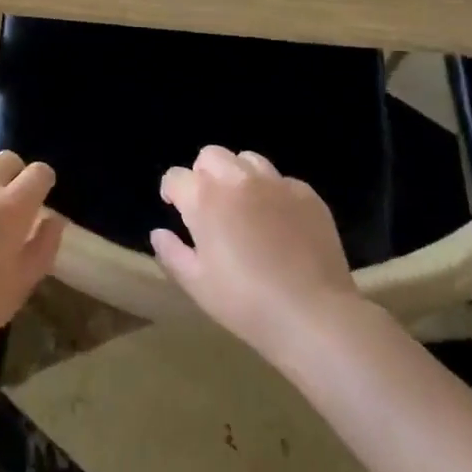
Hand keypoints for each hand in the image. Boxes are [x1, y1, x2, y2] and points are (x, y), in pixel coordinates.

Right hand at [150, 146, 360, 360]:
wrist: (313, 315)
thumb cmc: (246, 303)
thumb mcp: (196, 284)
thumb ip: (171, 252)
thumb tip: (159, 232)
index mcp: (205, 198)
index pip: (176, 176)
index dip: (173, 191)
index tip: (177, 208)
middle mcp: (237, 179)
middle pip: (211, 155)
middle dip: (204, 174)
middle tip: (211, 205)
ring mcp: (275, 183)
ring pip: (247, 159)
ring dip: (238, 176)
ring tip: (245, 206)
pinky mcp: (306, 194)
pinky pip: (281, 181)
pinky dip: (273, 194)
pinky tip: (280, 223)